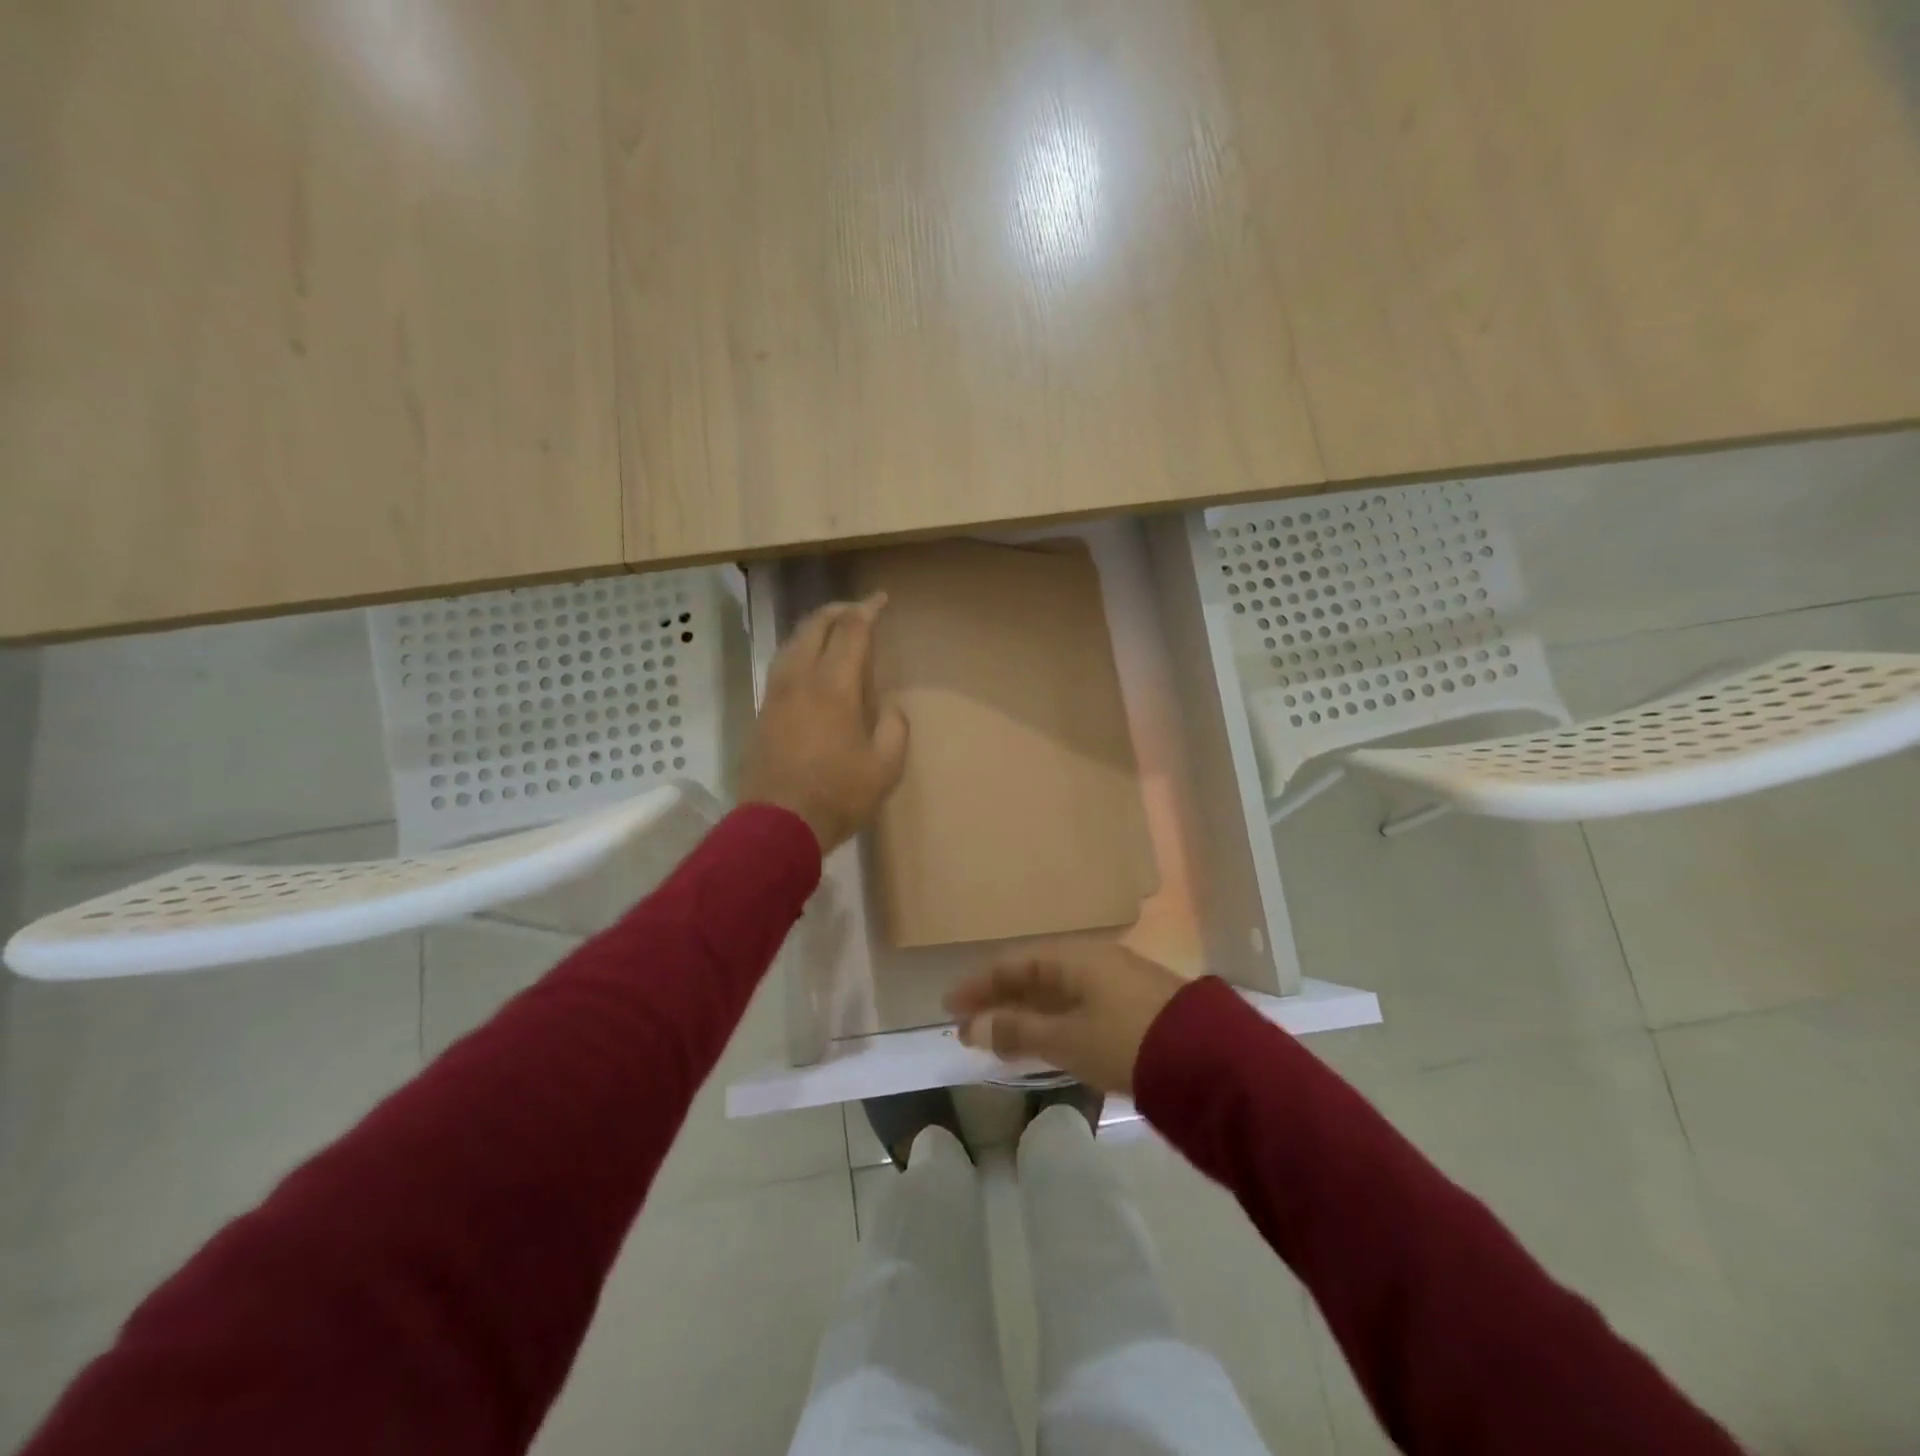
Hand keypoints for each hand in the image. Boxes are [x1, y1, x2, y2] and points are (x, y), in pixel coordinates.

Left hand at [739, 594, 908, 853]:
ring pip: (792, 643)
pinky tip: (809, 662)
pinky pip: (782, 664)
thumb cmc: (837, 796)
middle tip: (858, 609)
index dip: (867, 610)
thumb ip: (893, 729)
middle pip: (815, 627)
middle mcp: (800, 680)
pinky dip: (799, 649)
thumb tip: (887, 707)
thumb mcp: (885, 768)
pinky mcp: (762, 712)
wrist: (777, 826)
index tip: (880, 599)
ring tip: (833, 630)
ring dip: (814, 627)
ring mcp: (775, 695)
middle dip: (838, 610)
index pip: (851, 632)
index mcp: (833, 687)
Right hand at [945, 941, 1186, 1093]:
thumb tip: (974, 1027)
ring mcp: (1116, 981)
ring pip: (1057, 992)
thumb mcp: (1066, 1038)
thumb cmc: (1125, 1041)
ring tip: (1000, 1039)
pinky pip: (1078, 1005)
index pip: (1014, 964)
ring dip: (1026, 1013)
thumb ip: (1018, 1030)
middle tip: (970, 1027)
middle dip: (1000, 1001)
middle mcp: (1093, 960)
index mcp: (1073, 957)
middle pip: (1034, 975)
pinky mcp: (1134, 1005)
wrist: (1206, 1060)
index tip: (950, 1007)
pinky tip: (1045, 1041)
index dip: (979, 985)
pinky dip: (1053, 1021)